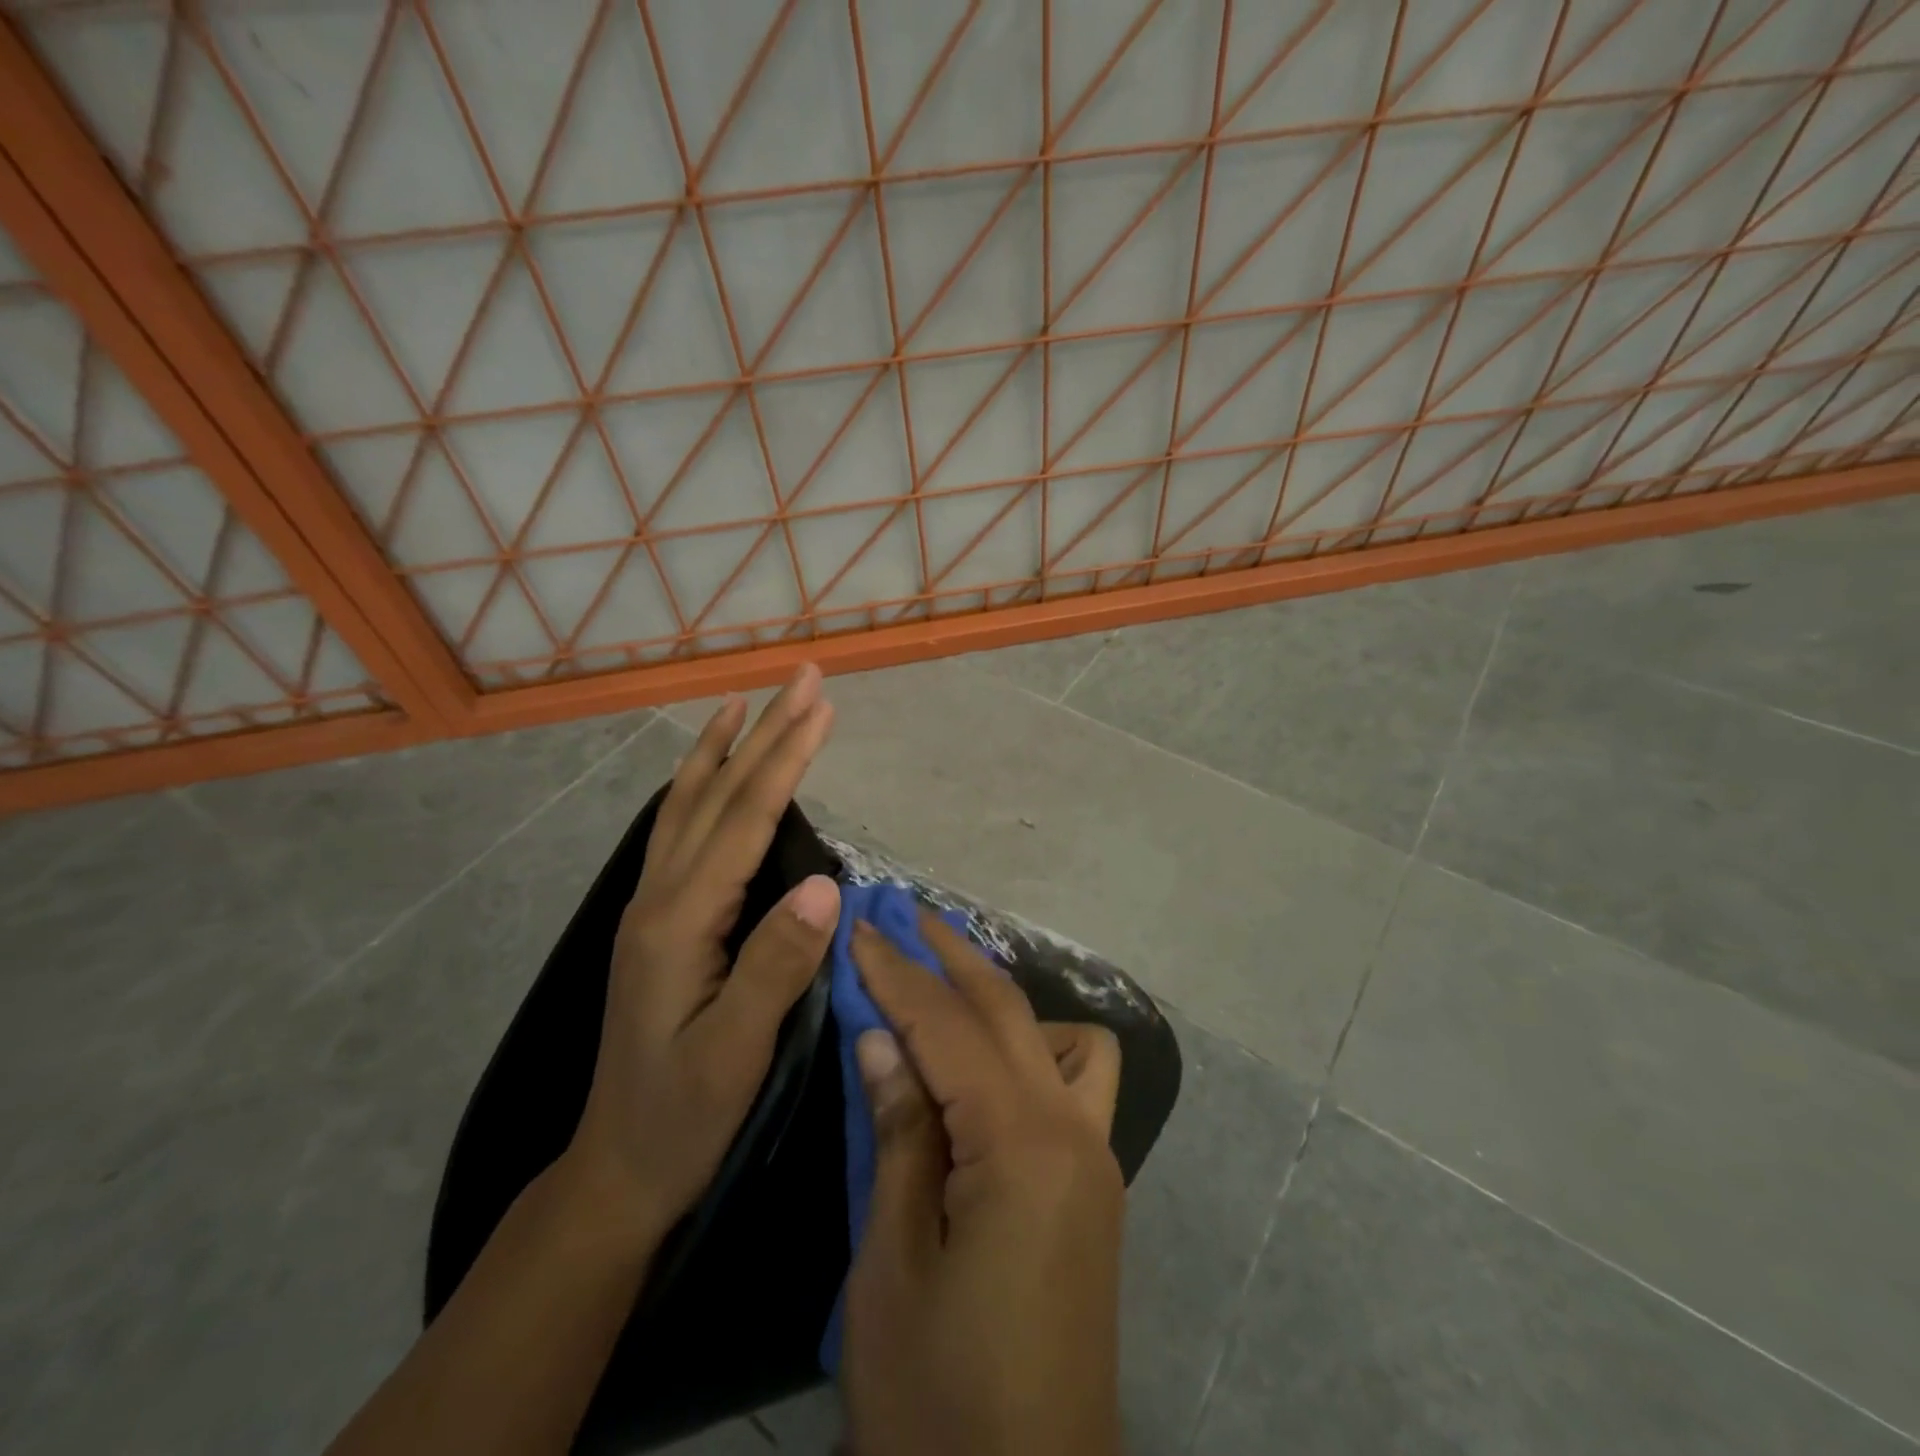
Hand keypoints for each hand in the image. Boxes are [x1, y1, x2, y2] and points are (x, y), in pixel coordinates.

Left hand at [567, 666, 839, 1233]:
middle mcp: (660, 898)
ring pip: (689, 805)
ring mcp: (653, 906)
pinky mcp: (659, 920)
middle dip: (764, 731)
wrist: (618, 1167)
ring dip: (724, 748)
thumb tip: (824, 884)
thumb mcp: (736, 1053)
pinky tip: (708, 775)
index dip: (786, 758)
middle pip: (718, 796)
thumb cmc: (684, 1115)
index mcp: (680, 922)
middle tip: (802, 678)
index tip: (821, 706)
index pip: (745, 819)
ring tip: (744, 701)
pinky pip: (679, 832)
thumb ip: (775, 965)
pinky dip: (698, 787)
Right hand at [843, 911, 1125, 1455]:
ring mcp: (1097, 1158)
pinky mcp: (1099, 1188)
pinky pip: (1076, 1084)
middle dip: (954, 955)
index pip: (948, 1026)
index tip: (861, 926)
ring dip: (1003, 1002)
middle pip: (1010, 1010)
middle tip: (906, 913)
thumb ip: (899, 1135)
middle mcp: (1075, 1131)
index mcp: (1022, 1144)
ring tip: (945, 995)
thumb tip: (882, 1038)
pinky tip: (990, 1075)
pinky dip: (1034, 1052)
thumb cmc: (939, 1395)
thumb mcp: (892, 1265)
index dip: (898, 973)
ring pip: (1062, 1038)